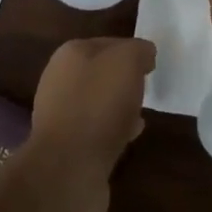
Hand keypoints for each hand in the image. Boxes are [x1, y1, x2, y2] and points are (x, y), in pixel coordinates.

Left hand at [26, 36, 156, 194]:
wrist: (69, 168)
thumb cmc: (99, 104)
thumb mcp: (127, 62)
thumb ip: (138, 50)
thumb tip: (144, 53)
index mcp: (70, 54)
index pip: (108, 43)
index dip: (132, 51)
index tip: (151, 65)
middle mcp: (59, 79)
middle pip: (101, 73)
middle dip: (124, 80)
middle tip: (146, 89)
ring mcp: (59, 114)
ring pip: (98, 102)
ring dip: (119, 107)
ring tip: (141, 115)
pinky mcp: (66, 146)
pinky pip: (96, 130)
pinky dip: (113, 131)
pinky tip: (130, 138)